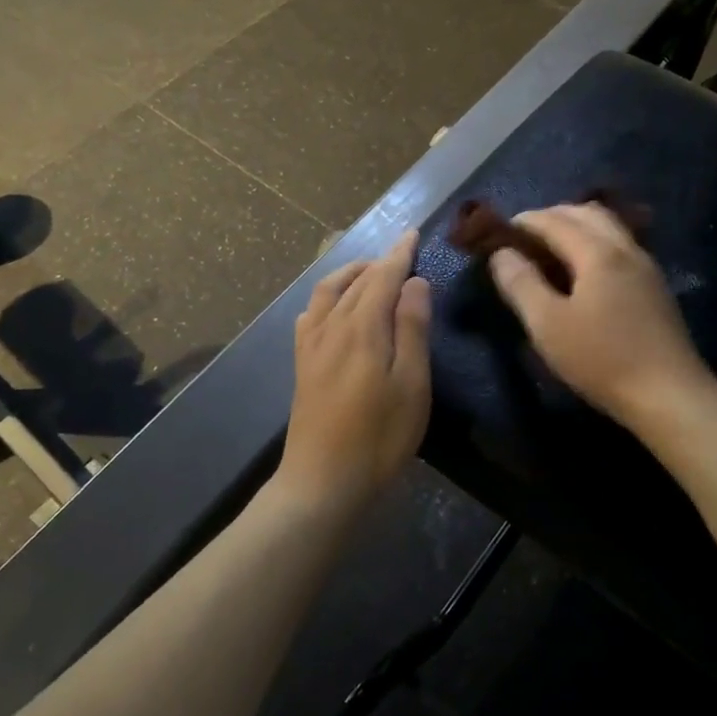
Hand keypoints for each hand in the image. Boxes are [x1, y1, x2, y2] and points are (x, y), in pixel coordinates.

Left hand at [281, 233, 431, 504]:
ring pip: (328, 292)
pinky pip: (311, 314)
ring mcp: (312, 345)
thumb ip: (412, 329)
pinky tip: (334, 307)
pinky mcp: (302, 364)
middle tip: (402, 252)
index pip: (382, 276)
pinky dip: (327, 296)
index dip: (399, 254)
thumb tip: (414, 282)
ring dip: (351, 274)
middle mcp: (332, 326)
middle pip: (356, 281)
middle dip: (379, 261)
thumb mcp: (411, 385)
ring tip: (371, 272)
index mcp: (363, 328)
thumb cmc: (379, 437)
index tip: (413, 233)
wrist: (323, 482)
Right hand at [488, 202, 710, 428]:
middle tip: (524, 237)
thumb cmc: (602, 359)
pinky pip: (620, 245)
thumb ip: (521, 284)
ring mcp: (645, 266)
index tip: (499, 232)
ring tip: (550, 250)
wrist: (670, 396)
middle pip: (586, 213)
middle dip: (552, 216)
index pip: (554, 220)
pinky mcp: (654, 287)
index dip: (524, 222)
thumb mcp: (548, 325)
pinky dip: (594, 243)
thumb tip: (501, 253)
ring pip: (608, 227)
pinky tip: (583, 271)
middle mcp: (625, 248)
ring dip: (576, 227)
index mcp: (597, 252)